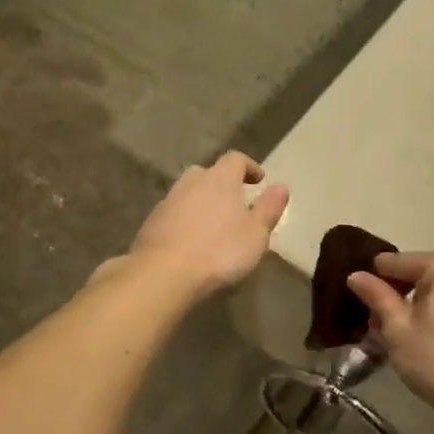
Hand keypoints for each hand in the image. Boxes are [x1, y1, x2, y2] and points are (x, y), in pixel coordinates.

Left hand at [127, 152, 288, 298]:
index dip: (249, 167)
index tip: (259, 181)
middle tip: (235, 202)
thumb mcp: (256, 234)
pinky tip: (190, 240)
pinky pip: (174, 212)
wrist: (164, 273)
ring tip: (213, 224)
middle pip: (209, 173)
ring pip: (189, 192)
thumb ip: (269, 208)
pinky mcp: (152, 221)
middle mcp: (192, 181)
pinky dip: (184, 219)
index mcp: (220, 179)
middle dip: (223, 183)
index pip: (236, 159)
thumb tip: (282, 187)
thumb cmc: (219, 251)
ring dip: (202, 202)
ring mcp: (168, 200)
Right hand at [346, 253, 433, 407]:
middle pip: (416, 275)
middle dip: (393, 297)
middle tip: (373, 326)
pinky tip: (418, 341)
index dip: (373, 281)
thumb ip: (376, 295)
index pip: (396, 262)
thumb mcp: (396, 326)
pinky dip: (431, 317)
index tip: (358, 303)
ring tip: (391, 337)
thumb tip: (355, 274)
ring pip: (432, 293)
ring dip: (410, 309)